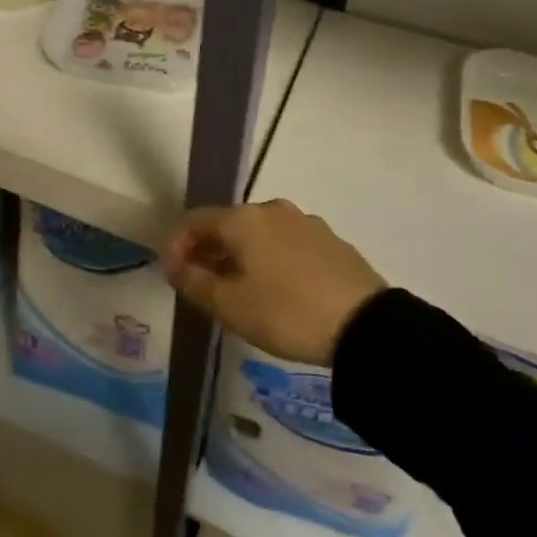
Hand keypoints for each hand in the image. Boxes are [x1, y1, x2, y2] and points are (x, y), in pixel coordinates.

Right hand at [160, 199, 386, 364]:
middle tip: (201, 283)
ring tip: (238, 289)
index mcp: (243, 219)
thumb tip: (174, 265)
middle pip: (227, 224)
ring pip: (258, 233)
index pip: (194, 220)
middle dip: (208, 250)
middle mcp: (272, 209)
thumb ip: (194, 282)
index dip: (176, 244)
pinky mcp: (330, 240)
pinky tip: (275, 288)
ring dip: (240, 255)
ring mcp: (305, 222)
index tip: (171, 274)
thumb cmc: (286, 312)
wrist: (366, 326)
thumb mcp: (230, 305)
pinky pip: (286, 243)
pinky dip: (269, 258)